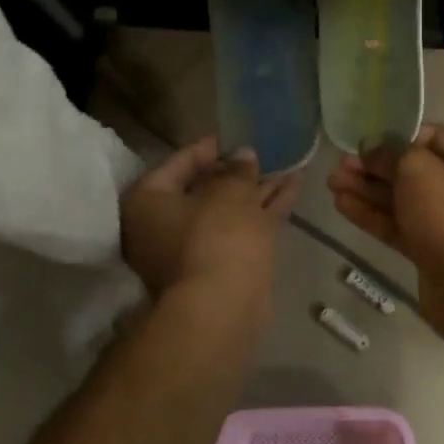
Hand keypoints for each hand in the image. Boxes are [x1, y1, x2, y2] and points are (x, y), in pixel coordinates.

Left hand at [120, 137, 299, 301]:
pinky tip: (294, 186)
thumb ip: (238, 169)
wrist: (224, 308)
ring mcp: (194, 249)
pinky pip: (244, 227)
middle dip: (237, 171)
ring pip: (229, 210)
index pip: (179, 162)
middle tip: (265, 151)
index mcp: (149, 202)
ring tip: (290, 163)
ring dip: (258, 188)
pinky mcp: (223, 266)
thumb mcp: (230, 191)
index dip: (211, 147)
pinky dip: (266, 209)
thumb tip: (243, 156)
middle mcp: (163, 226)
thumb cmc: (215, 235)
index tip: (236, 135)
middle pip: (204, 188)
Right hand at [327, 124, 443, 275]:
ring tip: (332, 183)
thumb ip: (390, 153)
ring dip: (367, 190)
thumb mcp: (417, 168)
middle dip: (374, 167)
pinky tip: (342, 205)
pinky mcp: (429, 248)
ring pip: (401, 199)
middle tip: (339, 165)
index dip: (397, 136)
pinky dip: (372, 214)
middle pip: (412, 170)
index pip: (432, 138)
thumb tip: (370, 147)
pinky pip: (398, 224)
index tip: (365, 140)